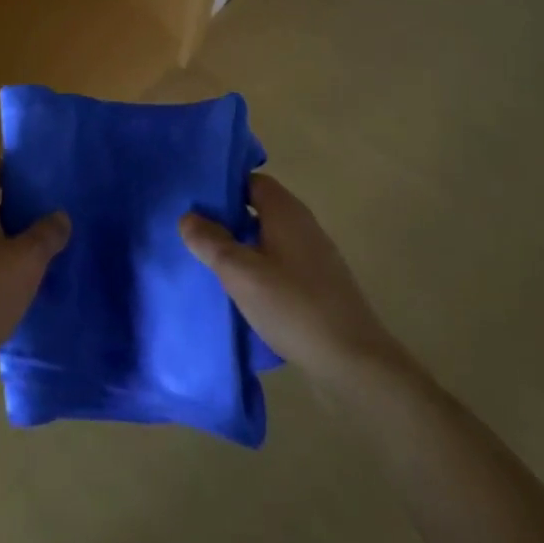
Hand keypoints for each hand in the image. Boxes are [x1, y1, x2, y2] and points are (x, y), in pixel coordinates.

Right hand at [180, 173, 400, 383]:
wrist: (355, 362)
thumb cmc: (293, 306)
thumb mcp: (240, 272)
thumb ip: (210, 241)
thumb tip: (188, 217)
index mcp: (286, 211)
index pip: (250, 180)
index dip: (223, 186)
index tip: (196, 201)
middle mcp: (303, 224)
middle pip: (259, 208)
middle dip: (228, 217)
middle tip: (196, 233)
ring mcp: (315, 255)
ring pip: (269, 237)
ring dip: (243, 246)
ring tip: (213, 263)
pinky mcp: (320, 284)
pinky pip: (281, 262)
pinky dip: (261, 268)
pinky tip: (245, 292)